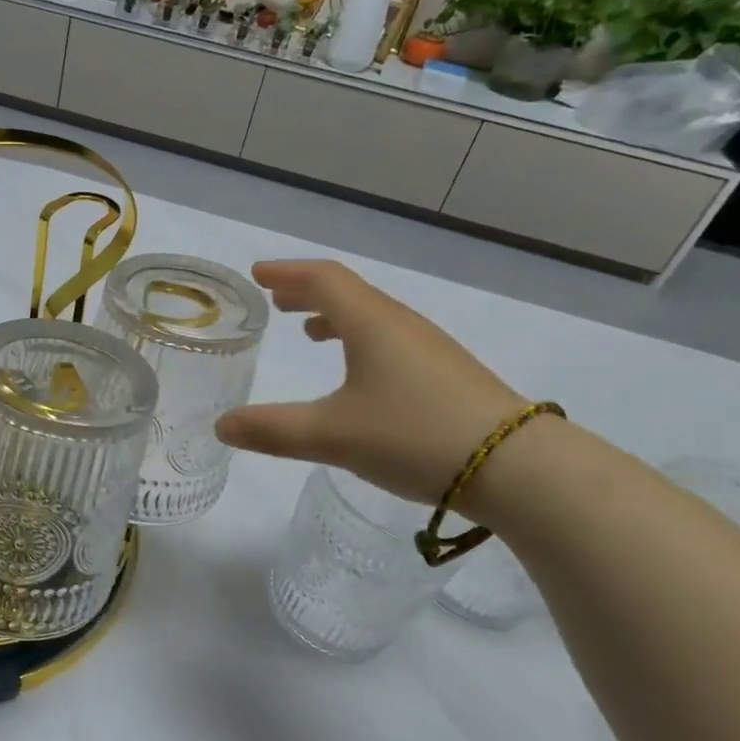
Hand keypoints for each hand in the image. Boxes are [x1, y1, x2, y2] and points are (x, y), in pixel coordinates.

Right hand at [216, 260, 527, 503]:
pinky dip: (360, 341)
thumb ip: (272, 429)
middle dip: (307, 292)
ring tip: (310, 332)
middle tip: (276, 299)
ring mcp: (429, 349)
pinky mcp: (446, 375)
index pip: (322, 279)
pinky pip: (390, 341)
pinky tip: (358, 376)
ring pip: (372, 318)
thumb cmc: (414, 436)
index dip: (287, 272)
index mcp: (371, 323)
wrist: (518, 468)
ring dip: (335, 317)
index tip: (257, 274)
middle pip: (348, 293)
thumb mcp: (332, 436)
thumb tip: (221, 426)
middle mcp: (401, 325)